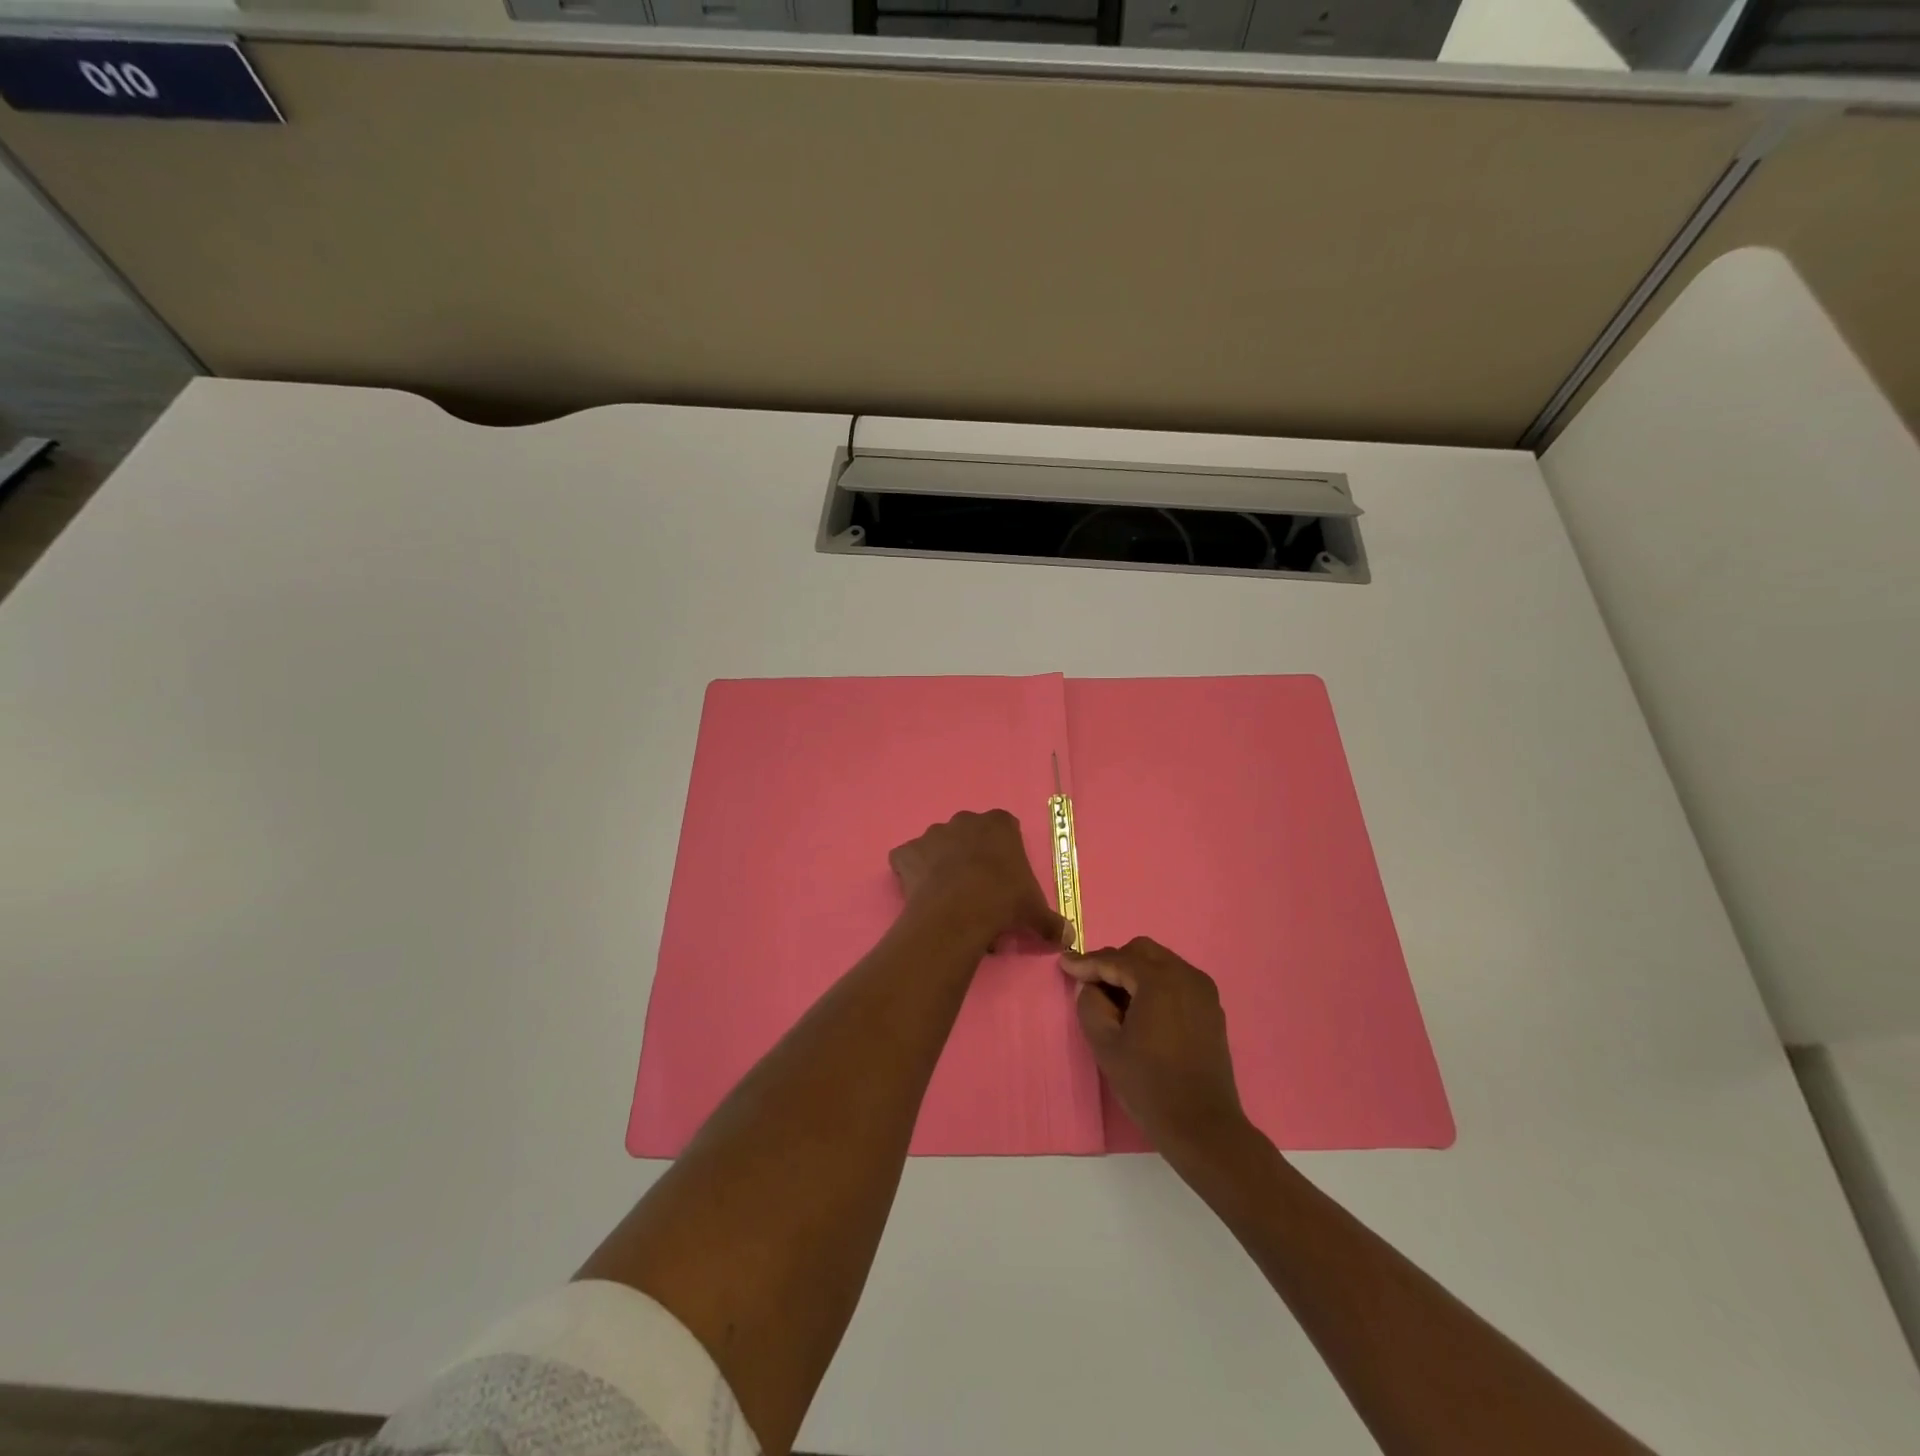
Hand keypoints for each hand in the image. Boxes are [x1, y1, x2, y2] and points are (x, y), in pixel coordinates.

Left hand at [889, 810, 1069, 951]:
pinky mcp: (906, 852)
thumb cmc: (1004, 901)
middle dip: (970, 855)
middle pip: (968, 834)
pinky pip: (907, 859)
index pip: (1004, 828)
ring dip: (940, 864)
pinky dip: (910, 872)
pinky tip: (919, 894)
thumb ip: (1052, 922)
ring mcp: (932, 834)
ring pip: (937, 845)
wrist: (959, 911)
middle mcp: (964, 821)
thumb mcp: (1035, 912)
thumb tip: (1069, 938)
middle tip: (977, 889)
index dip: (1003, 852)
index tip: (1004, 877)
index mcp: (999, 824)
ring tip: (948, 897)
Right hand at [1063, 937, 1248, 1156]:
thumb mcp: (1106, 1045)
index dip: (1087, 962)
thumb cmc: (1149, 1086)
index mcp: (1159, 980)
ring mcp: (1203, 991)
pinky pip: (1177, 981)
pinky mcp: (1211, 1009)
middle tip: (1090, 983)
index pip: (1116, 959)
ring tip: (1114, 999)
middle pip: (1142, 952)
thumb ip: (1090, 1005)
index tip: (1064, 964)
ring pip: (1161, 963)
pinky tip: (1141, 1010)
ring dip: (1135, 972)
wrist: (1203, 1127)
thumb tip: (1088, 986)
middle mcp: (1186, 975)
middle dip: (1113, 962)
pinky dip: (1155, 985)